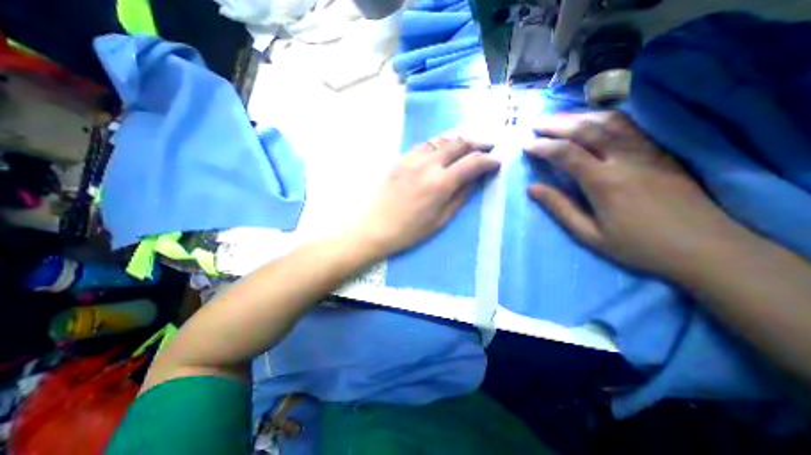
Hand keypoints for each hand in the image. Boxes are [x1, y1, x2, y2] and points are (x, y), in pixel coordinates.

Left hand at [350, 137, 501, 259]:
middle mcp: (428, 164)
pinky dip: (439, 144)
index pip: (473, 163)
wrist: (375, 227)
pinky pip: (425, 144)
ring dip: (459, 141)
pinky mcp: (401, 158)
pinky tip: (442, 150)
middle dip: (477, 144)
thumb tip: (477, 179)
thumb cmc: (410, 230)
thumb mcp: (441, 219)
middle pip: (459, 144)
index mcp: (441, 183)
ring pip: (442, 140)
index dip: (489, 161)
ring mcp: (412, 158)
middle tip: (488, 147)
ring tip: (467, 147)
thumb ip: (461, 196)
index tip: (497, 163)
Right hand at [522, 113, 749, 279]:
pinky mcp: (661, 151)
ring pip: (611, 121)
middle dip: (557, 125)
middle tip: (537, 124)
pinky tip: (593, 120)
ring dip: (581, 116)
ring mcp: (647, 152)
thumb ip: (560, 208)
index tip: (526, 145)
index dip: (543, 147)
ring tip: (560, 118)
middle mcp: (625, 159)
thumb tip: (532, 188)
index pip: (566, 154)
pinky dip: (605, 118)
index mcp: (604, 182)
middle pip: (587, 130)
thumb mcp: (589, 235)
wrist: (707, 249)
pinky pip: (630, 125)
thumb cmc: (638, 246)